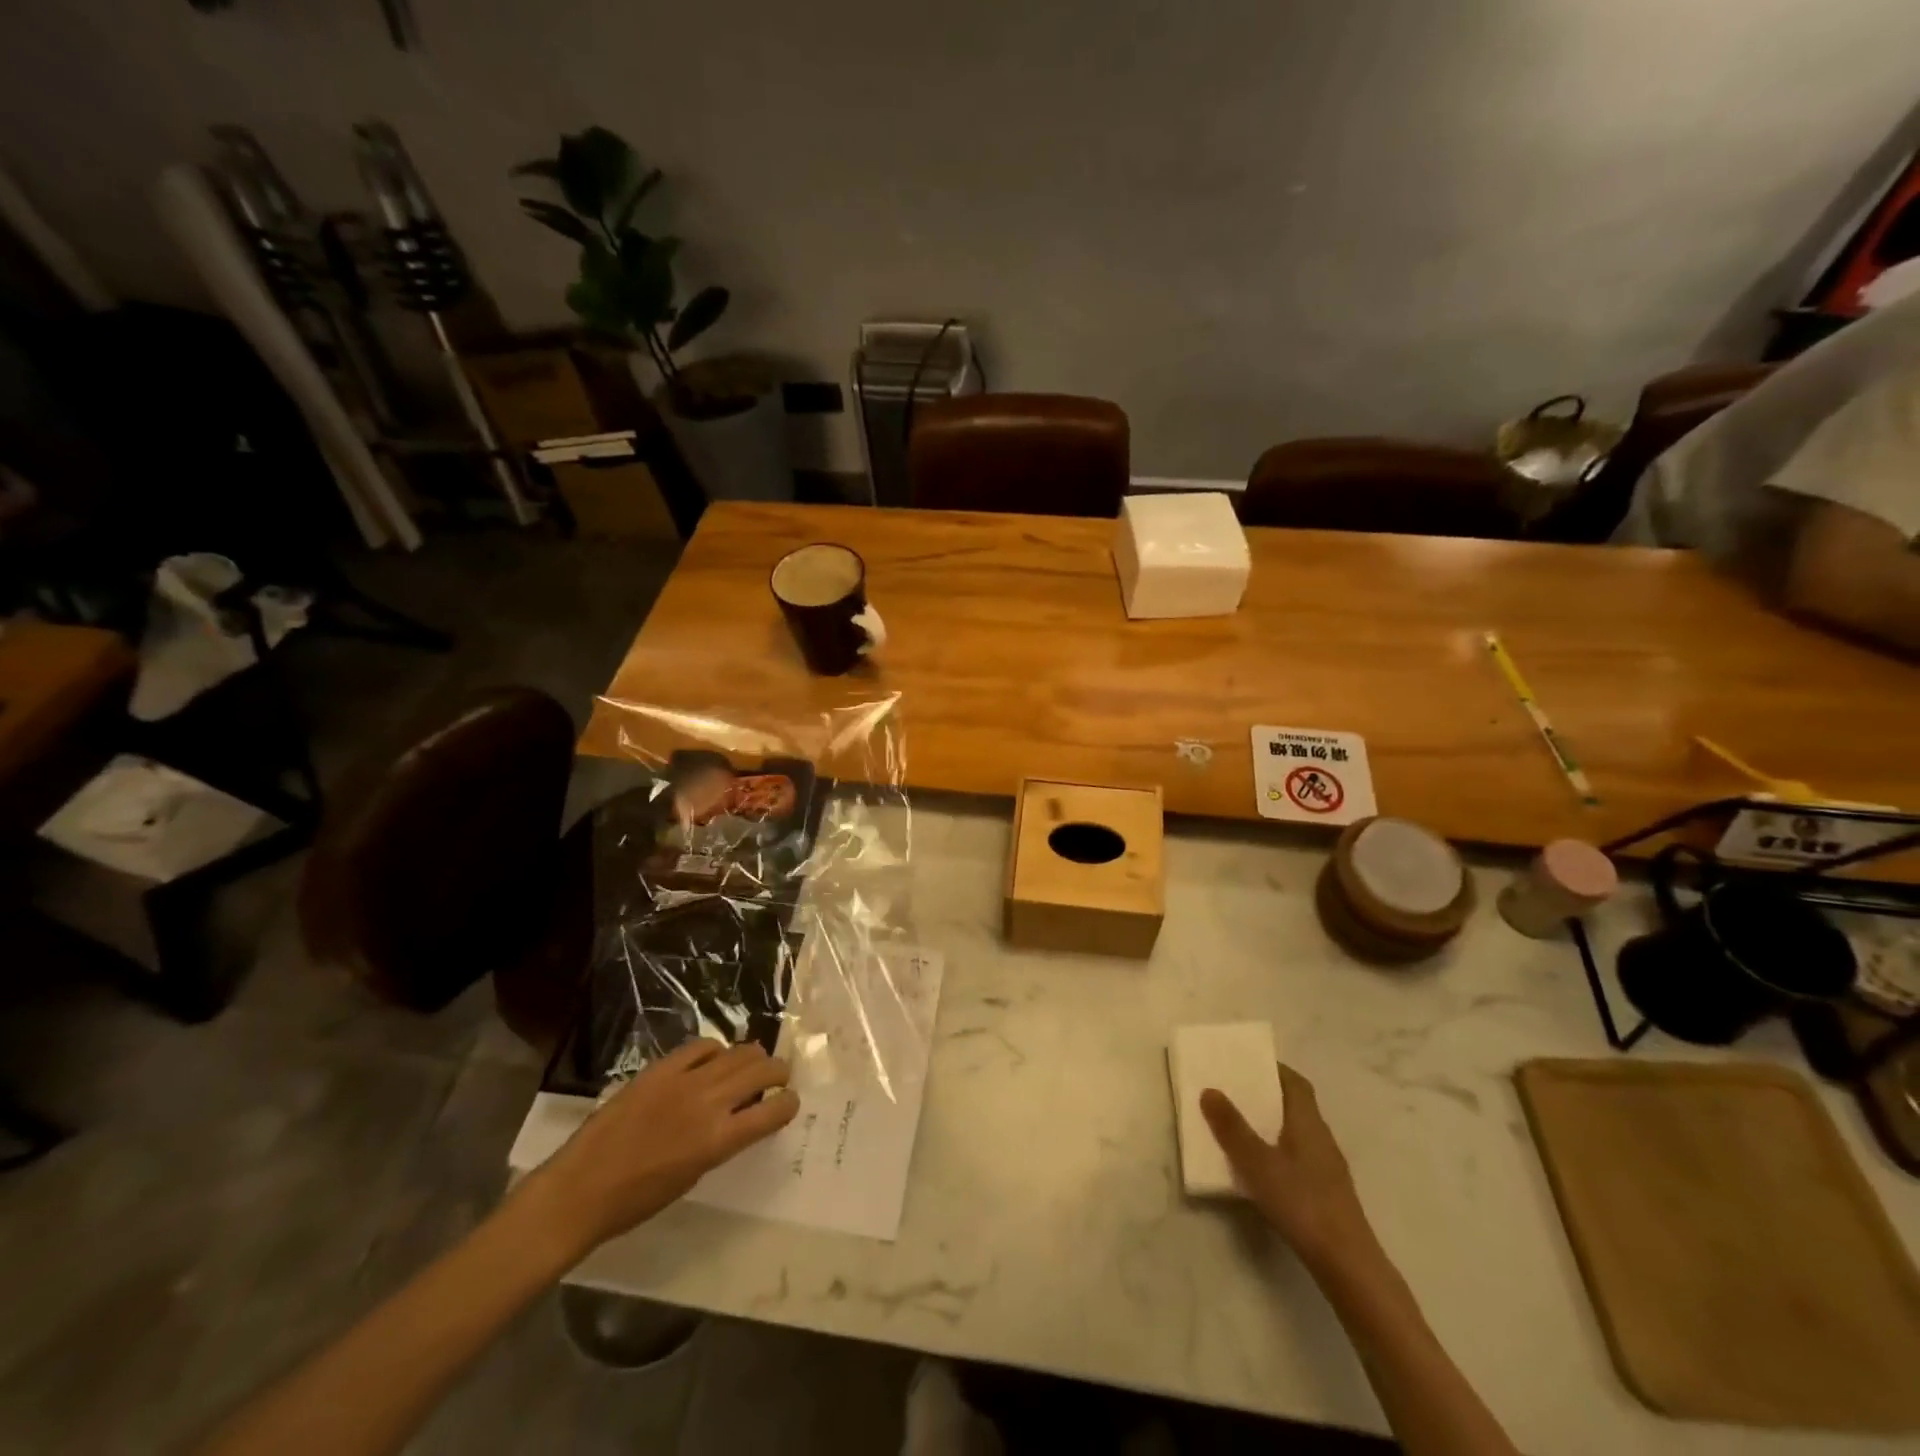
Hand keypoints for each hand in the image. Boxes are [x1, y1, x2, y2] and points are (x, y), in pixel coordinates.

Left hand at [532, 1040, 799, 1254]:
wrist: (580, 1190)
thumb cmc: (637, 1201)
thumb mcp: (693, 1176)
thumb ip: (722, 1142)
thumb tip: (741, 1118)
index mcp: (718, 1141)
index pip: (772, 1111)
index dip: (788, 1104)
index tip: (790, 1103)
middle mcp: (708, 1104)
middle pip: (761, 1071)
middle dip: (778, 1072)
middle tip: (779, 1077)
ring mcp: (684, 1081)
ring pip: (737, 1052)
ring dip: (753, 1057)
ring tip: (753, 1063)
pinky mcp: (660, 1068)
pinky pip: (701, 1046)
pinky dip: (715, 1050)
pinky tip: (714, 1059)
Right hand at [1201, 1064, 1376, 1273]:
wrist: (1348, 1265)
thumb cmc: (1302, 1203)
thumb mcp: (1258, 1163)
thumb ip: (1232, 1128)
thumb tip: (1209, 1090)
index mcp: (1308, 1122)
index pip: (1295, 1082)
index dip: (1272, 1069)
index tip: (1245, 1064)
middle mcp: (1321, 1137)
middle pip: (1294, 1105)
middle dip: (1265, 1096)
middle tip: (1232, 1092)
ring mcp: (1327, 1168)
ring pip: (1295, 1133)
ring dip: (1269, 1125)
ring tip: (1237, 1127)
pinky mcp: (1325, 1193)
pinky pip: (1297, 1157)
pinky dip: (1276, 1151)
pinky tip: (1258, 1169)